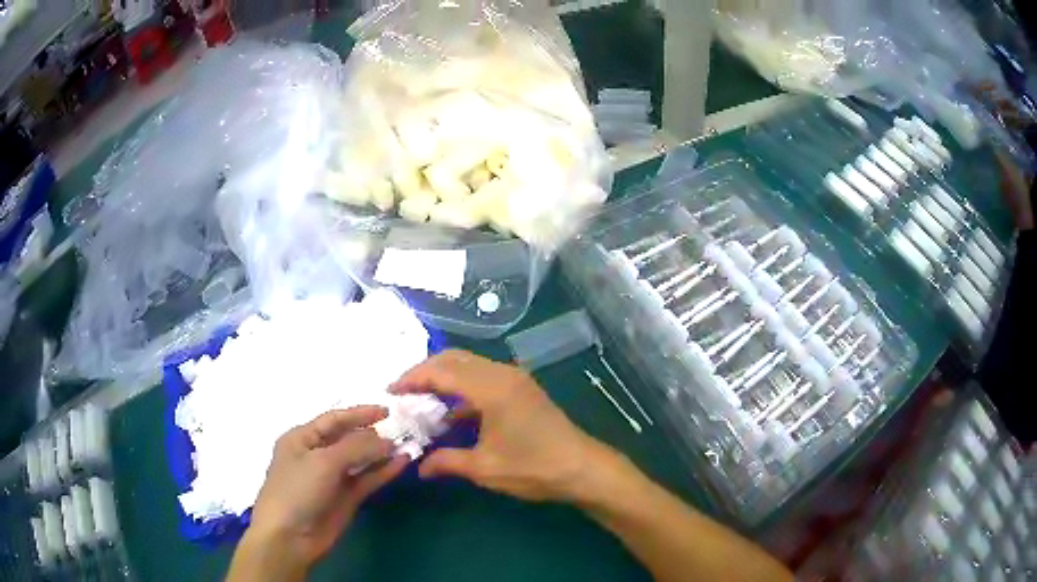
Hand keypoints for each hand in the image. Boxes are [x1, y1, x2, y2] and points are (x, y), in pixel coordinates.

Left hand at [246, 406, 407, 568]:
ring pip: (360, 460)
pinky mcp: (346, 499)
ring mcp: (332, 478)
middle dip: (373, 434)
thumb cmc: (297, 490)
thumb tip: (387, 440)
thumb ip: (356, 447)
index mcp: (302, 438)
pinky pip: (366, 480)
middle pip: (348, 438)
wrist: (290, 537)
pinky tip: (401, 464)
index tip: (387, 411)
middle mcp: (316, 455)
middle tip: (403, 429)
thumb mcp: (323, 461)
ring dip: (381, 453)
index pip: (333, 419)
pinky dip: (383, 472)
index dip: (359, 413)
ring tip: (408, 445)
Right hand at [390, 350, 617, 502]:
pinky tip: (452, 413)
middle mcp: (502, 374)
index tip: (391, 391)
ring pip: (470, 366)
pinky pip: (484, 378)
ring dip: (444, 378)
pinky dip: (463, 389)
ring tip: (421, 400)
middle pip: (454, 360)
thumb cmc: (533, 467)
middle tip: (403, 392)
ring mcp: (515, 379)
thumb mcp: (484, 468)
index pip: (441, 371)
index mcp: (491, 388)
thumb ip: (447, 462)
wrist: (582, 468)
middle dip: (425, 372)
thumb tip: (419, 467)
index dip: (412, 378)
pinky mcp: (522, 389)